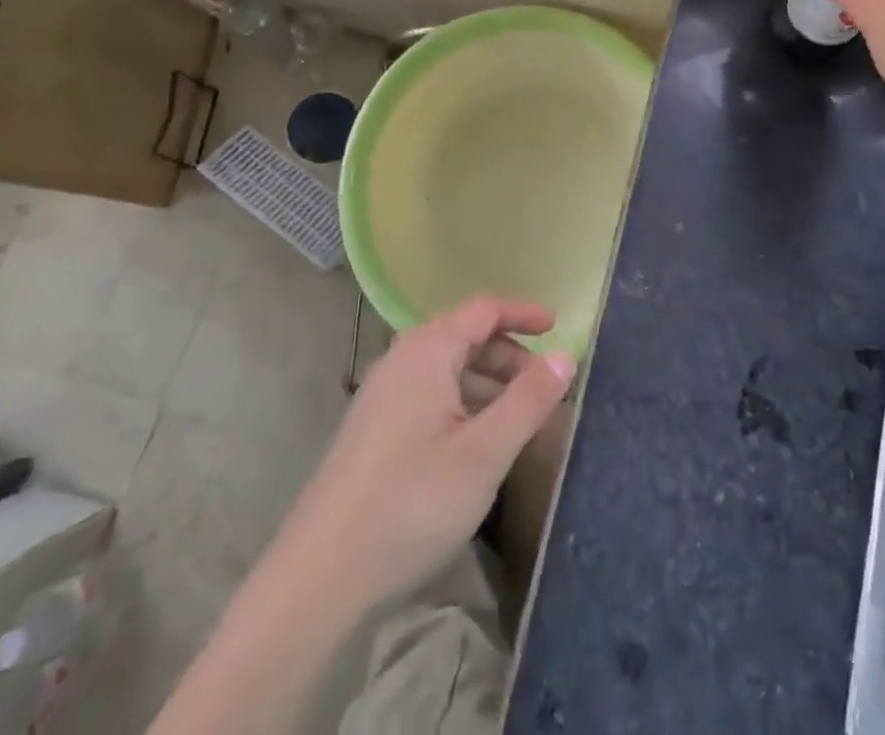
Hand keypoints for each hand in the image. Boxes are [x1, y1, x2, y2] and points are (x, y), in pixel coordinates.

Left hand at [281, 296, 575, 610]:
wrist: (319, 575)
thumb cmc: (411, 503)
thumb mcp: (484, 452)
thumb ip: (528, 400)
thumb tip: (566, 355)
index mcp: (428, 351)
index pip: (484, 309)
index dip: (523, 313)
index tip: (558, 328)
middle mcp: (401, 360)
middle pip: (464, 335)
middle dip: (509, 353)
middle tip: (544, 385)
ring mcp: (382, 394)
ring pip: (446, 367)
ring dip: (486, 380)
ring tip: (517, 415)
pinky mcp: (373, 428)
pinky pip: (428, 392)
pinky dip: (462, 400)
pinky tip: (475, 440)